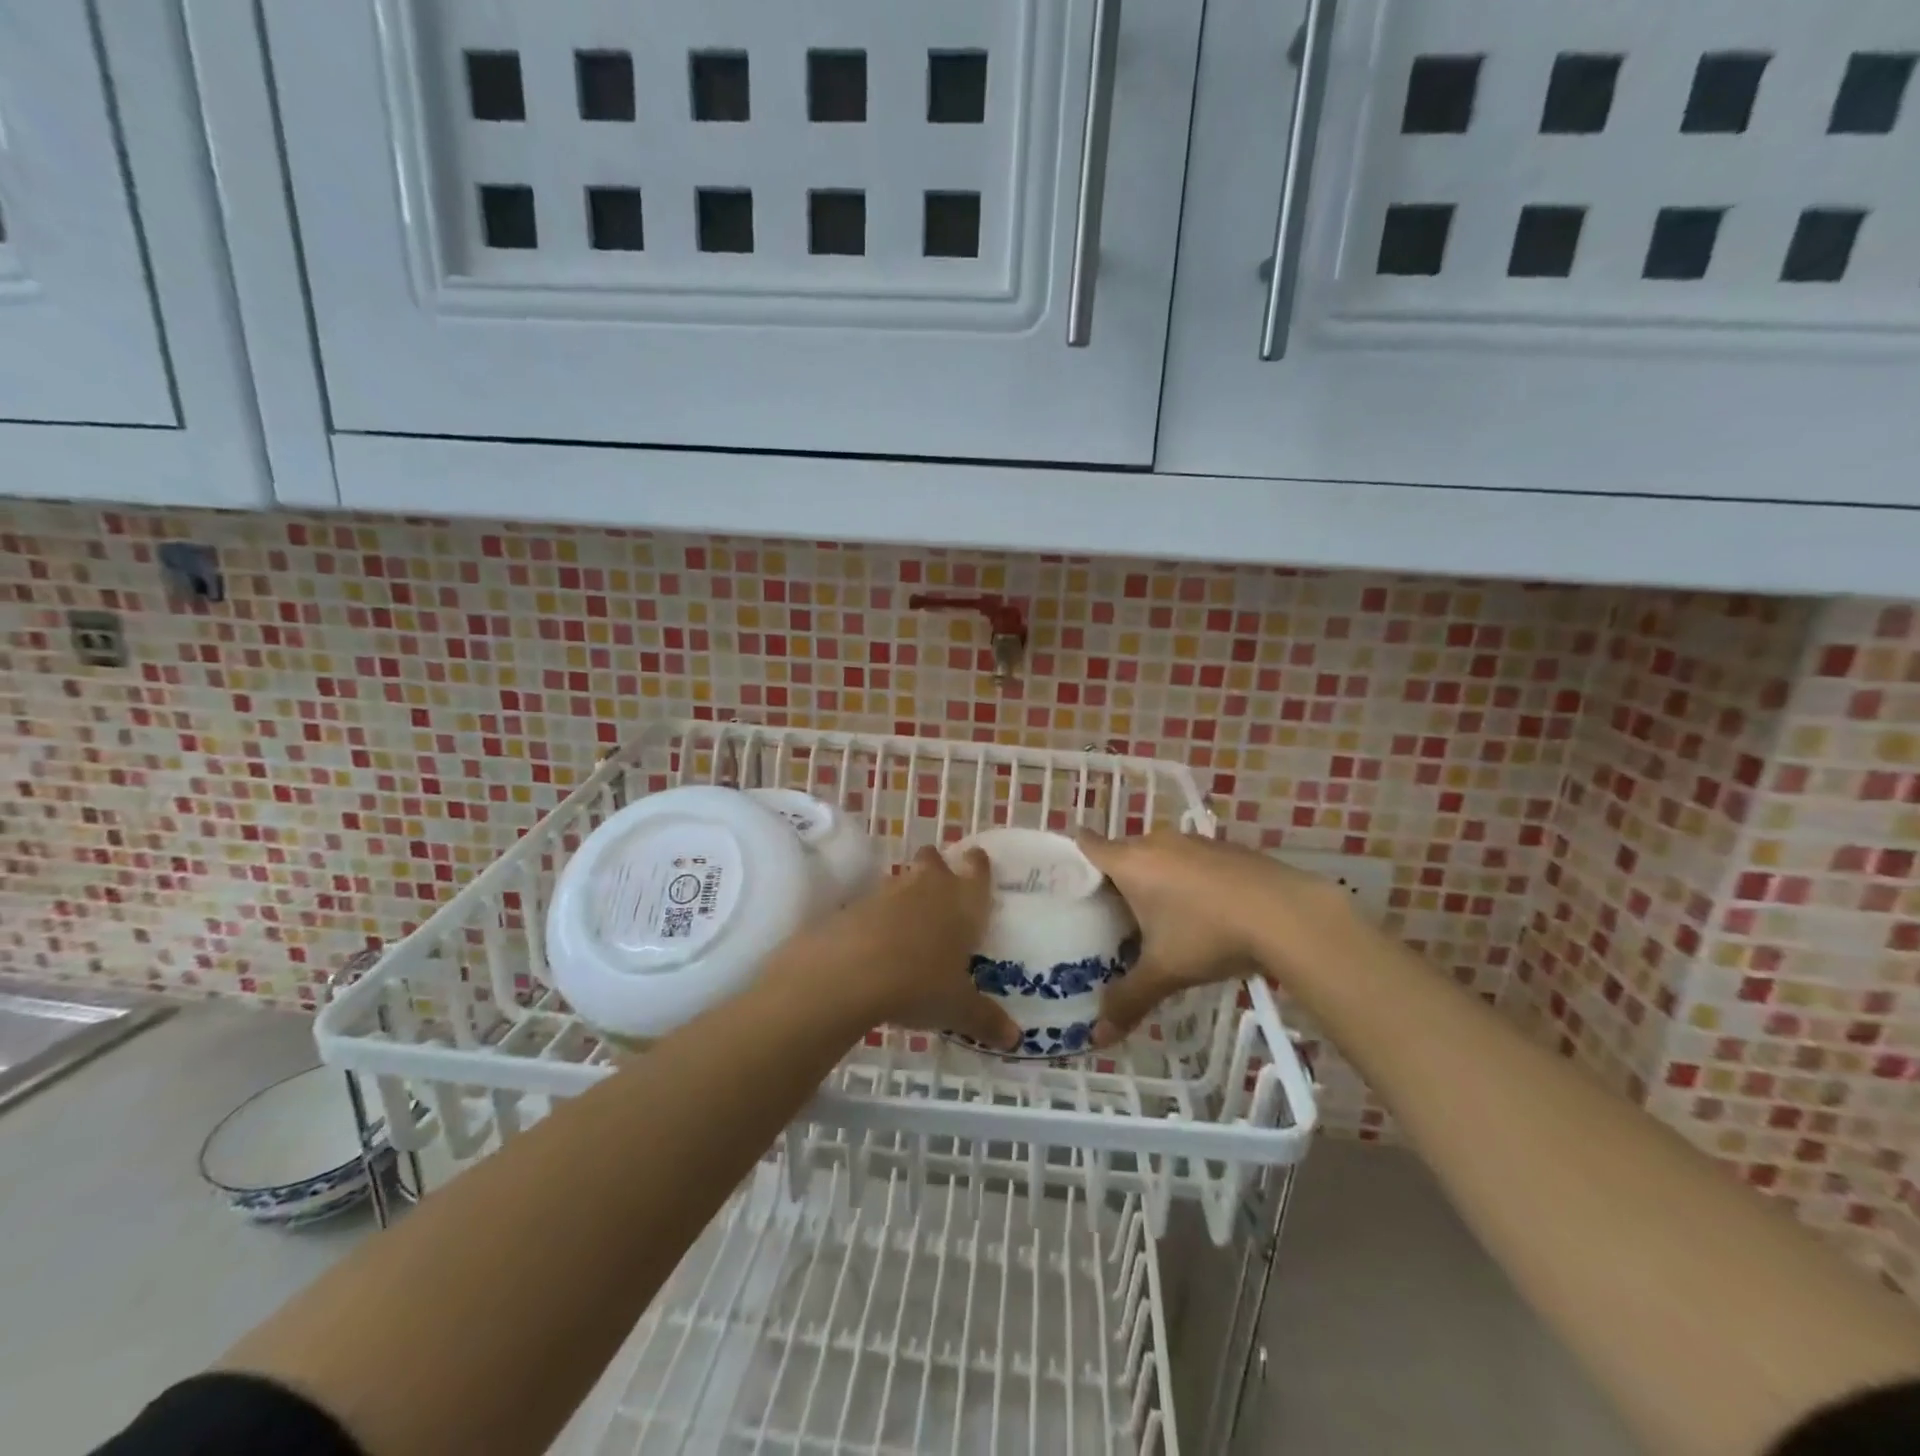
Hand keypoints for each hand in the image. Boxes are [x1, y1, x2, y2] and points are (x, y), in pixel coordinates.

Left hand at [788, 846, 1020, 1050]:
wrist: (850, 971)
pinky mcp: (854, 906)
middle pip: (934, 860)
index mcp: (963, 902)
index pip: (976, 869)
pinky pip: (873, 904)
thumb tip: (1014, 1039)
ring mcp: (888, 892)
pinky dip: (876, 917)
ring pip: (902, 879)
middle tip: (940, 892)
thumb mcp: (957, 1008)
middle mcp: (928, 886)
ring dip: (906, 894)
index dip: (977, 864)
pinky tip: (876, 943)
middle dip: (937, 868)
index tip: (977, 863)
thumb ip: (986, 1019)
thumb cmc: (920, 983)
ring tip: (909, 925)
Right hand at [1077, 828, 1341, 1047]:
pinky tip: (1201, 910)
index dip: (1074, 857)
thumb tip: (1097, 1038)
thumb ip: (1128, 1000)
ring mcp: (1195, 842)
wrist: (1287, 914)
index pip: (1089, 844)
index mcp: (1131, 862)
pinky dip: (1186, 878)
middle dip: (1115, 878)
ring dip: (1154, 877)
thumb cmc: (1209, 935)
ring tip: (1154, 915)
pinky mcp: (1225, 848)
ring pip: (1159, 854)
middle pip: (1123, 852)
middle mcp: (1157, 842)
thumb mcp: (1165, 972)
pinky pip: (1190, 859)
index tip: (1066, 878)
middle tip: (1108, 914)